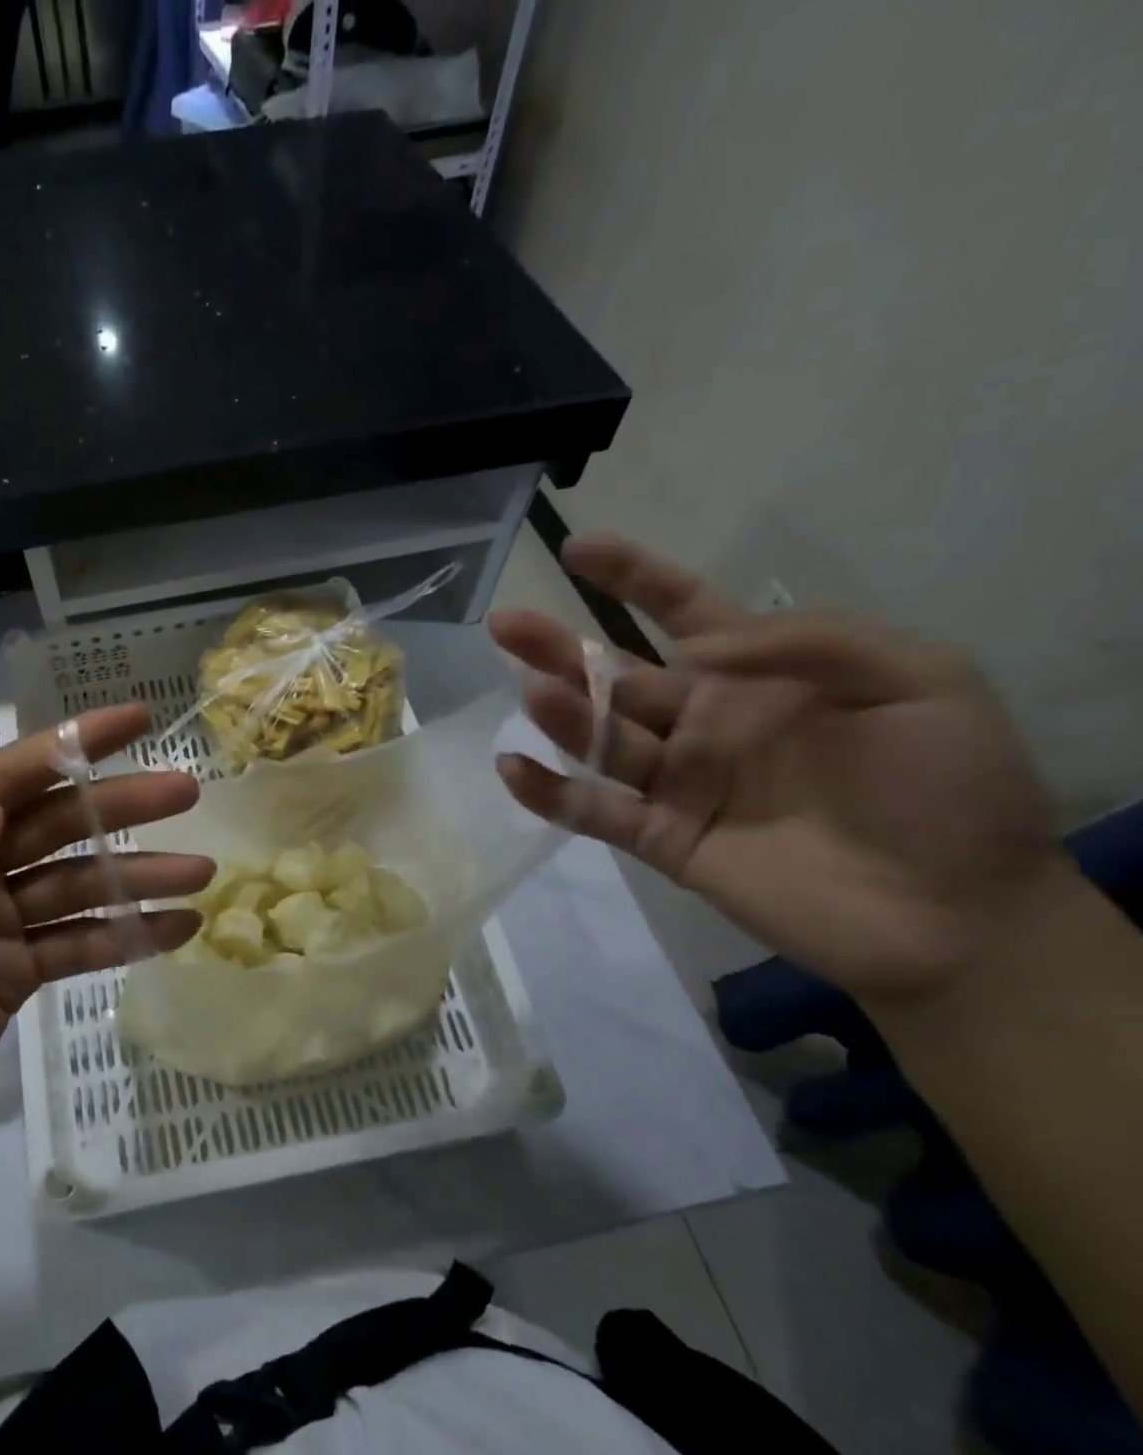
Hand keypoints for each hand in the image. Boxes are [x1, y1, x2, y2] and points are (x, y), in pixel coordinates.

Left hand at [0, 705, 210, 1213]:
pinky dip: (126, 935)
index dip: (68, 744)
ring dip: (137, 875)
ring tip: (199, 871)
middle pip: (56, 824)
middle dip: (120, 806)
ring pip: (79, 885)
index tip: (133, 718)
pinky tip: (175, 928)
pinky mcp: (14, 975)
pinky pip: (79, 944)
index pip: (4, 777)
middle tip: (185, 792)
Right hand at [490, 536, 1064, 1005]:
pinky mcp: (661, 838)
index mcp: (755, 676)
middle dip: (557, 646)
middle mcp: (702, 721)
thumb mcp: (919, 681)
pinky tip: (514, 766)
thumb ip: (810, 642)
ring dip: (561, 713)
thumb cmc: (950, 789)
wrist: (960, 917)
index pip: (678, 611)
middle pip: (614, 675)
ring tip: (532, 689)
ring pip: (600, 738)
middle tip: (505, 623)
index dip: (630, 576)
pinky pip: (592, 810)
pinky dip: (549, 792)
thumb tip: (696, 649)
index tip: (577, 549)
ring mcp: (678, 782)